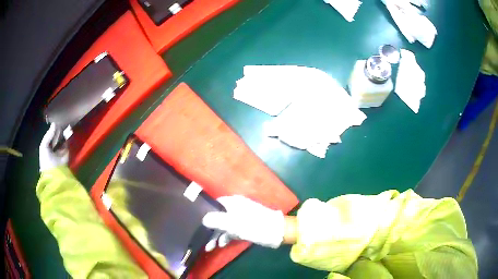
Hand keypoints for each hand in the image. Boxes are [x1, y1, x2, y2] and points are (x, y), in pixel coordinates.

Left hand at [39, 124, 68, 171]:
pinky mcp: (67, 154)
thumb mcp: (43, 146)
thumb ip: (48, 135)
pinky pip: (68, 143)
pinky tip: (68, 130)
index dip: (53, 128)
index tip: (56, 121)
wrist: (54, 173)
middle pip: (57, 136)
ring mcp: (61, 151)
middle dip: (59, 129)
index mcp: (47, 147)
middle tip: (62, 120)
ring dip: (64, 132)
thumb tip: (54, 123)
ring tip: (66, 123)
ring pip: (63, 139)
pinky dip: (68, 137)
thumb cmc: (46, 160)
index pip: (51, 135)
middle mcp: (54, 148)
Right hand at [202, 195, 284, 250]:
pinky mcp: (246, 226)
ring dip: (217, 235)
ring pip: (225, 225)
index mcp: (233, 202)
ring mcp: (241, 217)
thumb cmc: (254, 226)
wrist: (277, 232)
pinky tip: (221, 244)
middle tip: (203, 240)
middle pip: (218, 216)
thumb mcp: (234, 224)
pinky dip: (226, 236)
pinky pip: (232, 230)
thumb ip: (218, 221)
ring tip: (210, 247)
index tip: (197, 222)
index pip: (215, 204)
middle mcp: (235, 208)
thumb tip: (203, 218)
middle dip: (210, 229)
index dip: (205, 212)